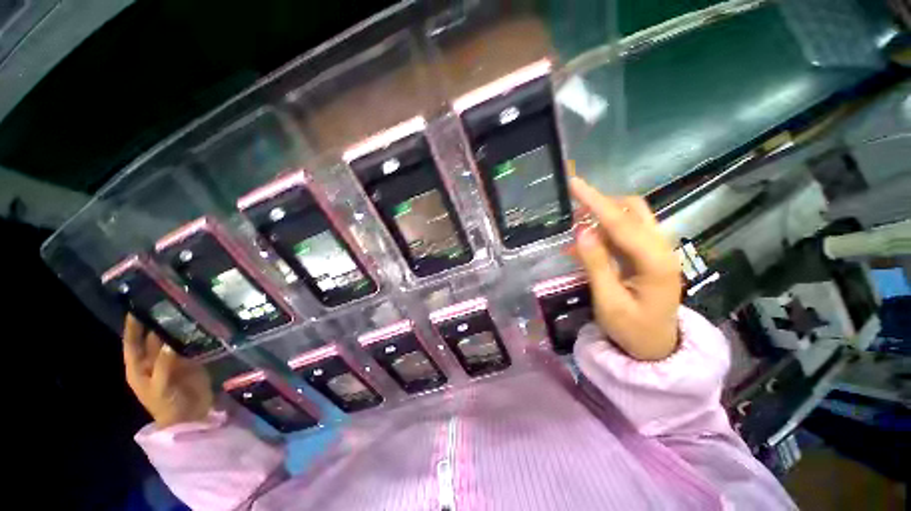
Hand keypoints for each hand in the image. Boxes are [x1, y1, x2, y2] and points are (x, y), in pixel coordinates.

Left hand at [123, 315, 213, 427]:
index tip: (136, 308)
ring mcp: (172, 360)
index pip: (132, 344)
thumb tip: (170, 341)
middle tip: (166, 303)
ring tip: (184, 310)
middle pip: (152, 338)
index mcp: (139, 368)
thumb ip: (163, 365)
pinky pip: (189, 344)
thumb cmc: (166, 405)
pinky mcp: (190, 361)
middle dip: (156, 323)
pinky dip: (192, 335)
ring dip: (175, 328)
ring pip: (171, 340)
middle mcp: (154, 361)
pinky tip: (198, 325)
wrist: (190, 417)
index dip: (132, 328)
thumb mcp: (160, 387)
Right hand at [570, 177, 681, 360]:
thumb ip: (596, 263)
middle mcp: (661, 248)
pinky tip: (586, 240)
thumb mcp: (608, 300)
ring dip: (602, 215)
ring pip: (630, 217)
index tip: (574, 184)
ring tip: (576, 225)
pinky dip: (604, 230)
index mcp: (655, 261)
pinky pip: (625, 232)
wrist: (655, 347)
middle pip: (633, 209)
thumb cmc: (631, 329)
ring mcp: (657, 250)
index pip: (621, 222)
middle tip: (572, 210)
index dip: (595, 201)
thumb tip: (580, 230)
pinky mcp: (648, 255)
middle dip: (601, 203)